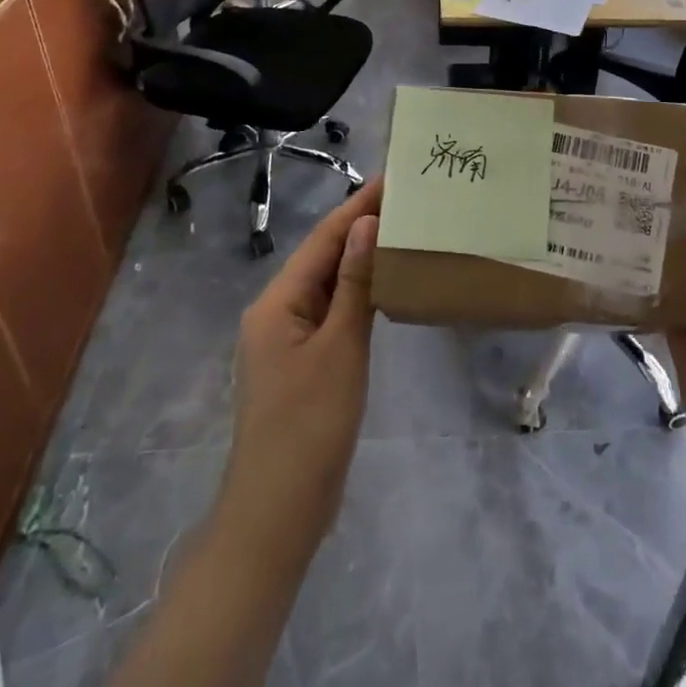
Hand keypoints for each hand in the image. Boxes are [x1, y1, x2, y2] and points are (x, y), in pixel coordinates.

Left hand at [217, 178, 382, 564]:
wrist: (280, 508)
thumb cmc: (310, 424)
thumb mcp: (339, 348)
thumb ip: (353, 285)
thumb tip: (365, 225)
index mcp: (277, 302)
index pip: (323, 240)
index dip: (356, 206)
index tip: (392, 177)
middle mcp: (277, 312)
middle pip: (323, 258)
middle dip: (361, 227)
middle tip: (408, 201)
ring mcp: (289, 339)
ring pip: (329, 285)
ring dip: (362, 259)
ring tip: (404, 231)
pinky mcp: (304, 363)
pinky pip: (333, 313)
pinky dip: (359, 294)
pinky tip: (387, 286)